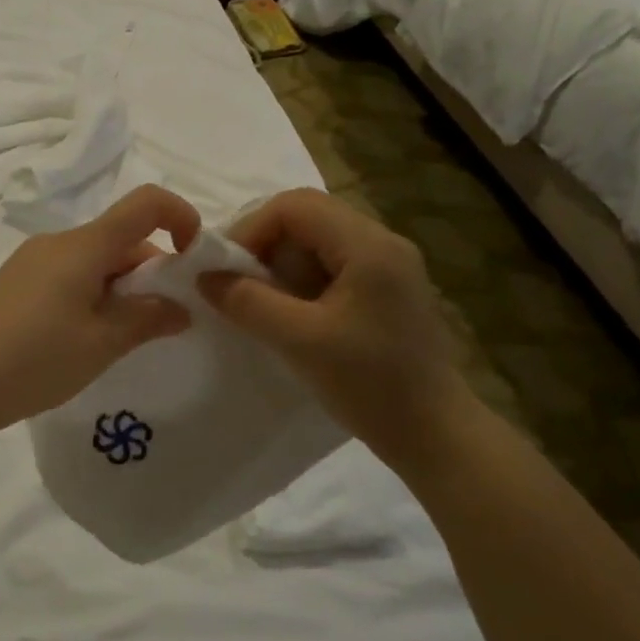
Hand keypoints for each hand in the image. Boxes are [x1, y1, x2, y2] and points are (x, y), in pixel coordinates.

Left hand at [0, 185, 201, 434]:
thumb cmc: (36, 360)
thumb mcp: (102, 343)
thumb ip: (148, 319)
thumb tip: (180, 309)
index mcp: (83, 245)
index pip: (144, 203)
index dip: (180, 216)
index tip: (194, 259)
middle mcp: (57, 241)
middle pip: (121, 237)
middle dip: (152, 271)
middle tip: (161, 322)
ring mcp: (32, 260)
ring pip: (96, 259)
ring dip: (122, 287)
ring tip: (122, 338)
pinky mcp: (17, 282)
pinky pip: (70, 273)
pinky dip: (94, 293)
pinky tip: (86, 337)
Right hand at [199, 188, 471, 462]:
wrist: (435, 435)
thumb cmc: (371, 385)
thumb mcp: (300, 341)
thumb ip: (248, 303)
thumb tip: (204, 277)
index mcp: (369, 245)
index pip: (295, 205)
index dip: (251, 228)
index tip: (225, 267)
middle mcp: (383, 242)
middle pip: (307, 216)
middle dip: (264, 244)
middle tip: (236, 281)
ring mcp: (388, 265)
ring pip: (318, 240)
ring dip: (281, 262)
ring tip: (258, 300)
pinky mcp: (386, 289)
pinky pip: (332, 264)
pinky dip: (301, 279)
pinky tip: (289, 312)